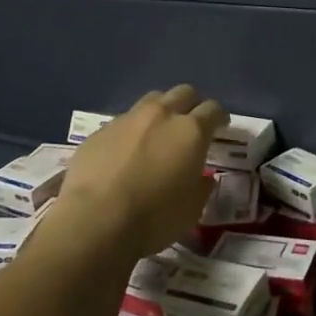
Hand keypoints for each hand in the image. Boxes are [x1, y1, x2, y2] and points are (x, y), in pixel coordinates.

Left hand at [47, 85, 224, 258]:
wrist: (94, 222)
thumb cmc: (154, 219)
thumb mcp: (192, 210)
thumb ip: (201, 187)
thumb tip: (203, 177)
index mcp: (190, 132)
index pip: (213, 109)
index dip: (219, 117)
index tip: (221, 126)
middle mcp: (161, 116)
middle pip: (183, 93)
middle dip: (191, 105)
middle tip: (190, 125)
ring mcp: (127, 119)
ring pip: (151, 101)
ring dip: (160, 112)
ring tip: (157, 134)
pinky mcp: (99, 131)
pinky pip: (122, 122)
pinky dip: (130, 132)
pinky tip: (125, 154)